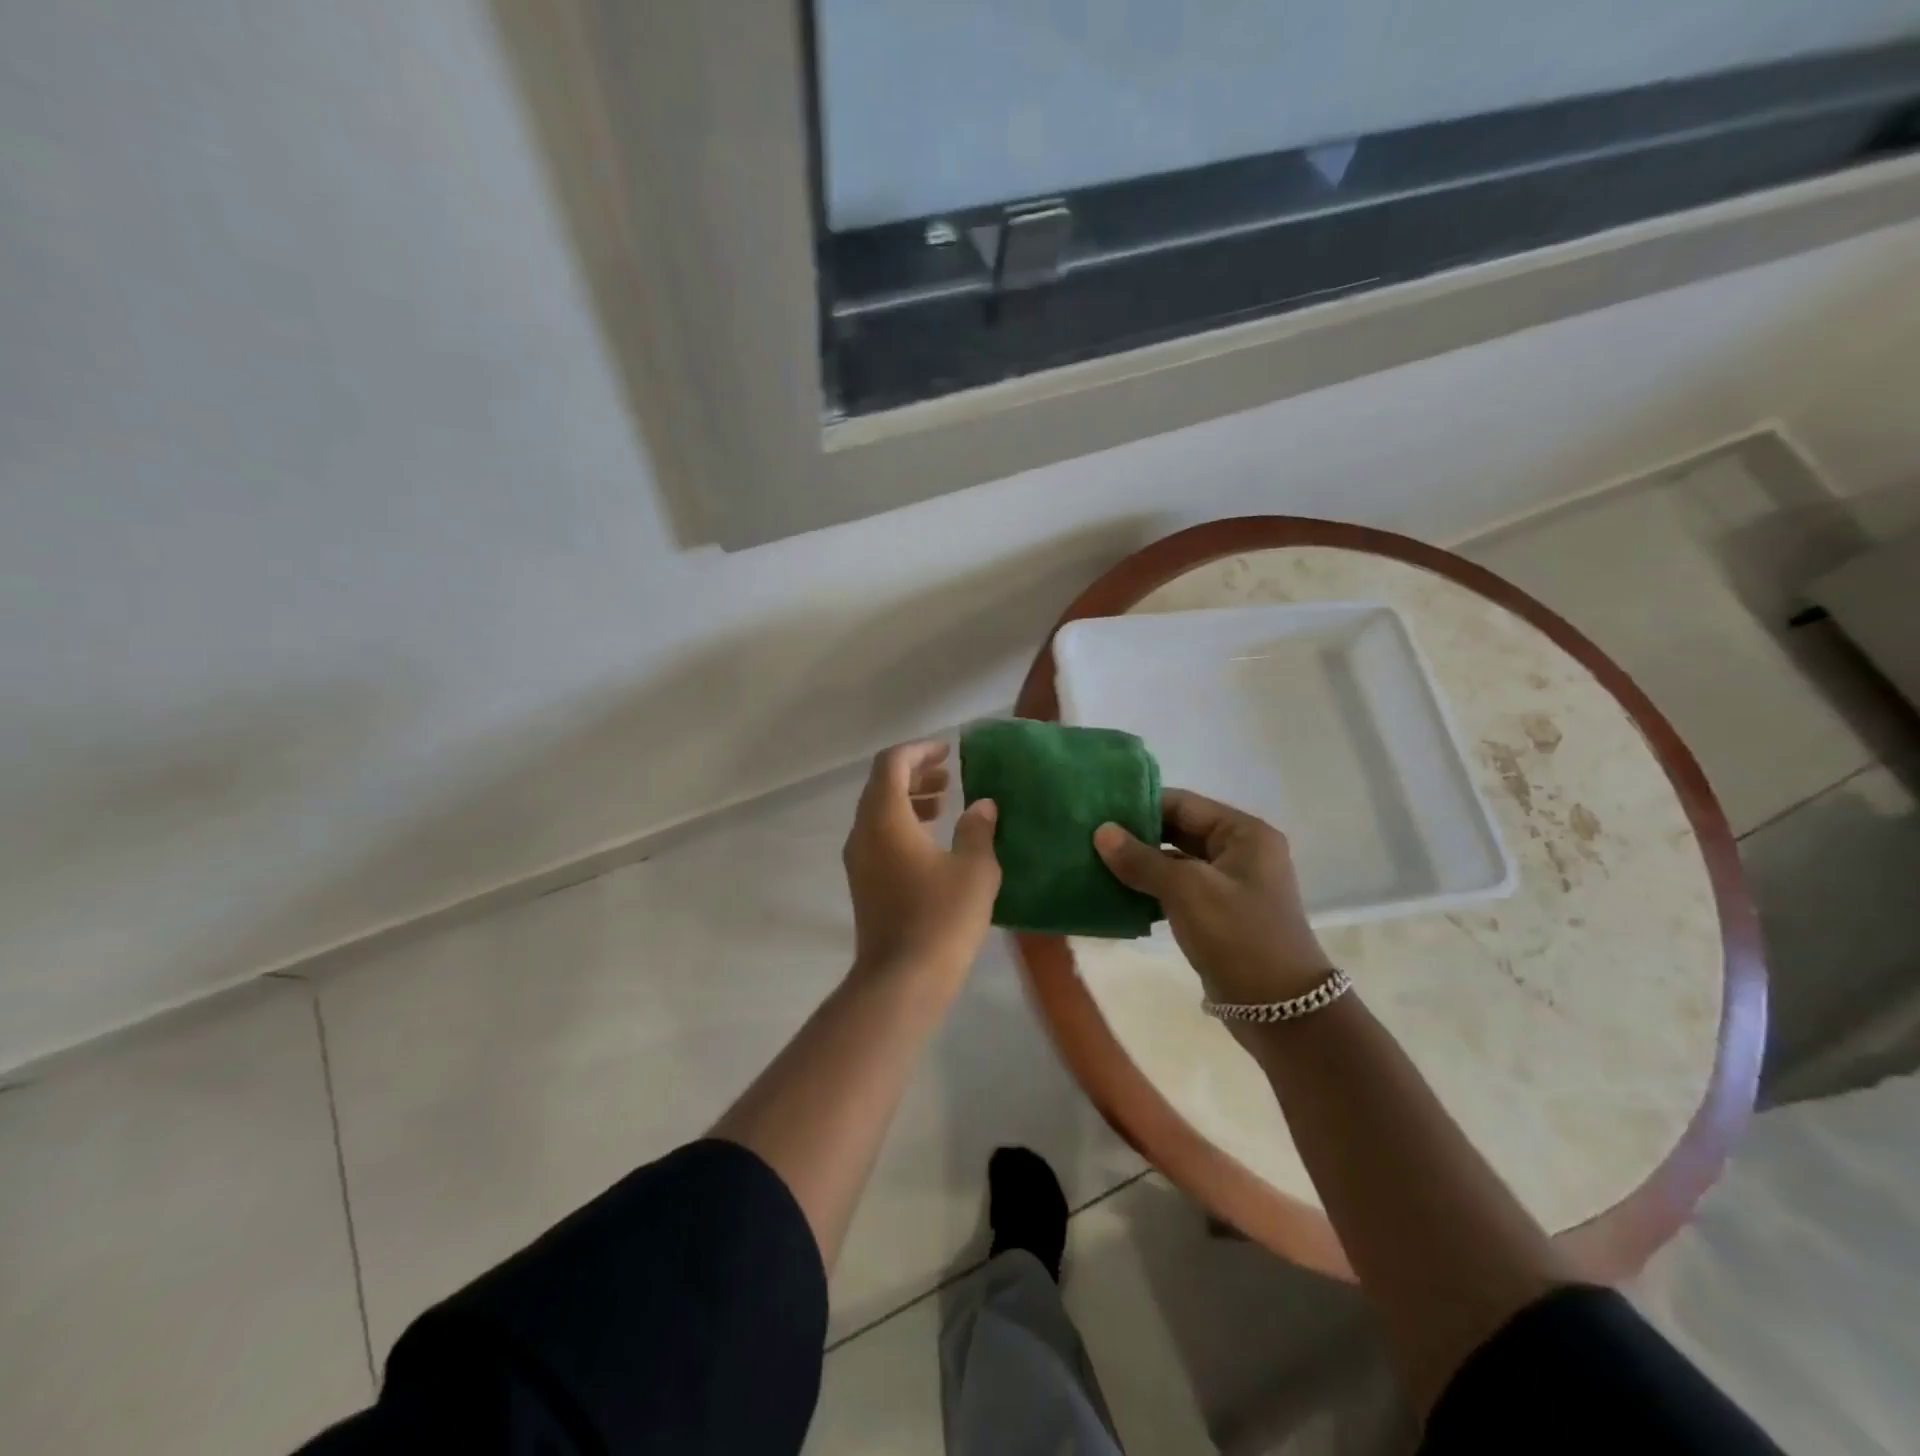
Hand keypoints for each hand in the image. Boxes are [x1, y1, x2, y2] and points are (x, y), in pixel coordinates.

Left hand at [843, 741, 1000, 991]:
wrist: (902, 980)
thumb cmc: (941, 918)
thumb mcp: (974, 869)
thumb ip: (978, 829)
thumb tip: (983, 806)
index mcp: (885, 818)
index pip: (892, 764)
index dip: (919, 750)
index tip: (947, 751)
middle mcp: (863, 832)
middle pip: (881, 785)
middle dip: (914, 774)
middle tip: (948, 775)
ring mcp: (859, 860)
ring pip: (878, 812)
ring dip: (908, 800)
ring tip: (944, 803)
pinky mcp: (863, 883)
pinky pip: (878, 837)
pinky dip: (902, 825)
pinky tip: (932, 841)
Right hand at [1094, 789, 1332, 1006]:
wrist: (1281, 1012)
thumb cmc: (1239, 937)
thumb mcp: (1187, 891)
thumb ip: (1142, 859)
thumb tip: (1101, 831)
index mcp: (1243, 833)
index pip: (1183, 804)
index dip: (1140, 805)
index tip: (1096, 810)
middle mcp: (1239, 851)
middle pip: (1178, 830)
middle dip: (1135, 835)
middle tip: (1088, 836)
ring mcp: (1229, 884)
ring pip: (1174, 861)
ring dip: (1138, 863)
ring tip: (1093, 861)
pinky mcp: (1217, 913)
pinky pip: (1177, 889)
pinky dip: (1149, 889)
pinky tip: (1115, 892)